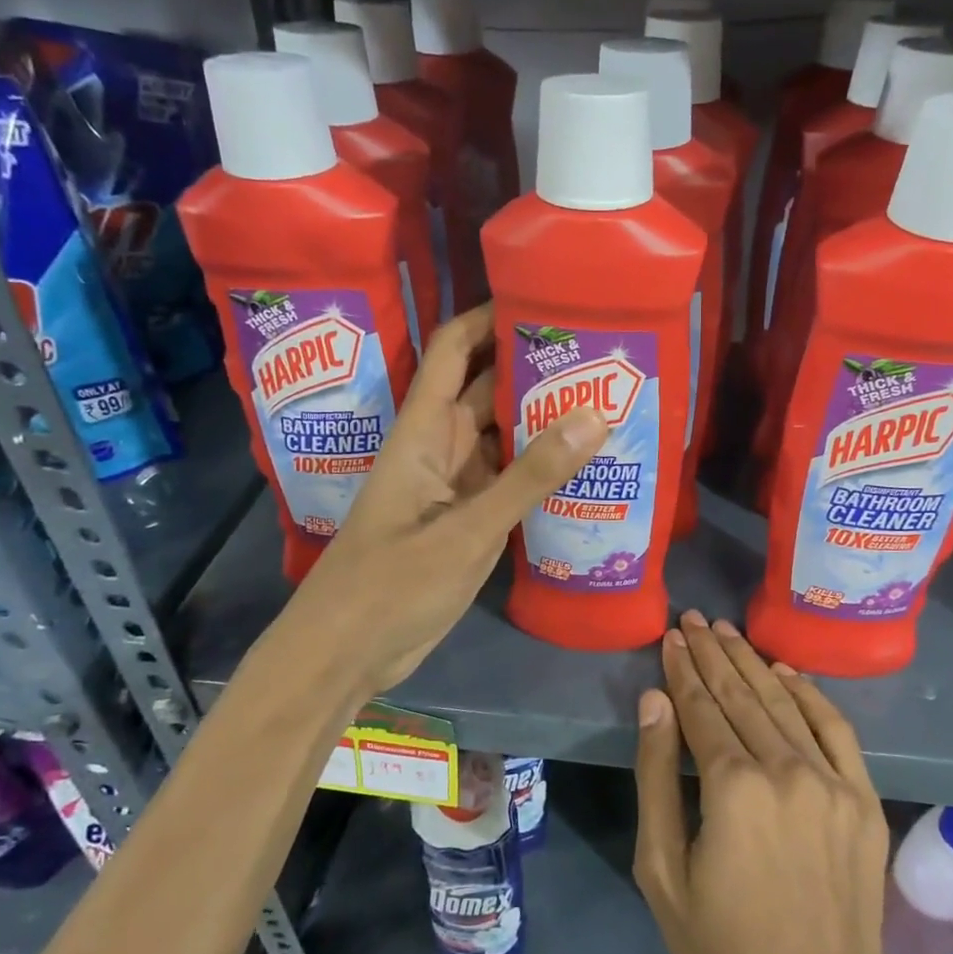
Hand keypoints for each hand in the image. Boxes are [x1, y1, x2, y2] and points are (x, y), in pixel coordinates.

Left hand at [261, 304, 607, 698]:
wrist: (346, 655)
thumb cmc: (391, 584)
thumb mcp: (467, 529)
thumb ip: (530, 475)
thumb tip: (594, 415)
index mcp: (422, 432)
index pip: (453, 351)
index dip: (489, 318)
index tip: (542, 298)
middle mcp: (439, 450)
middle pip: (487, 392)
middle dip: (534, 370)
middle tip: (599, 355)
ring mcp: (454, 489)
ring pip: (502, 439)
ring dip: (543, 422)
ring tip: (606, 401)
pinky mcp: (466, 524)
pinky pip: (508, 483)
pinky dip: (540, 473)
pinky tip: (584, 468)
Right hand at [632, 611, 900, 953]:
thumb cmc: (723, 951)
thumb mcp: (663, 870)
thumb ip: (657, 777)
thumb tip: (656, 701)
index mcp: (734, 787)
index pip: (702, 707)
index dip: (683, 670)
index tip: (670, 638)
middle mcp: (786, 768)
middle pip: (742, 694)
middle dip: (713, 653)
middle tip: (694, 619)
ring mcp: (833, 781)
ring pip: (784, 702)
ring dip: (753, 662)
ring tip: (727, 632)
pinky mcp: (864, 798)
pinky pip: (836, 728)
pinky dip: (810, 693)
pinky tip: (786, 670)